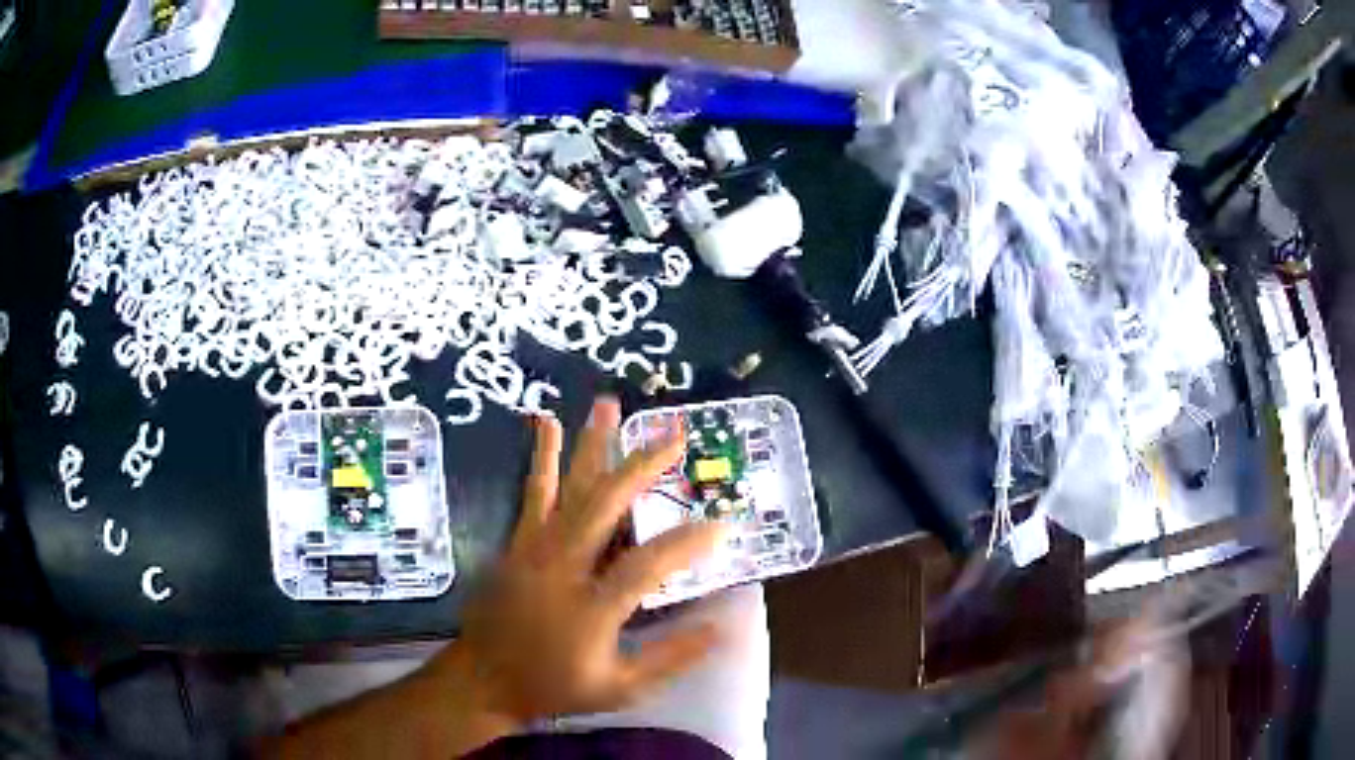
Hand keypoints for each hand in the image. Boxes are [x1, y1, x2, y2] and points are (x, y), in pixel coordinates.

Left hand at [449, 397, 725, 725]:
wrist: (484, 678)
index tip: (723, 524)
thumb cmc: (554, 686)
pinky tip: (547, 424)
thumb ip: (670, 657)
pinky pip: (533, 493)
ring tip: (609, 404)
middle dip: (644, 465)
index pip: (649, 564)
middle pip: (606, 504)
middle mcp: (563, 567)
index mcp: (591, 607)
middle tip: (675, 433)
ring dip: (592, 445)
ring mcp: (535, 549)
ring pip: (569, 487)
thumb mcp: (620, 687)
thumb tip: (721, 628)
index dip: (689, 542)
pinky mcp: (518, 543)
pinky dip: (543, 457)